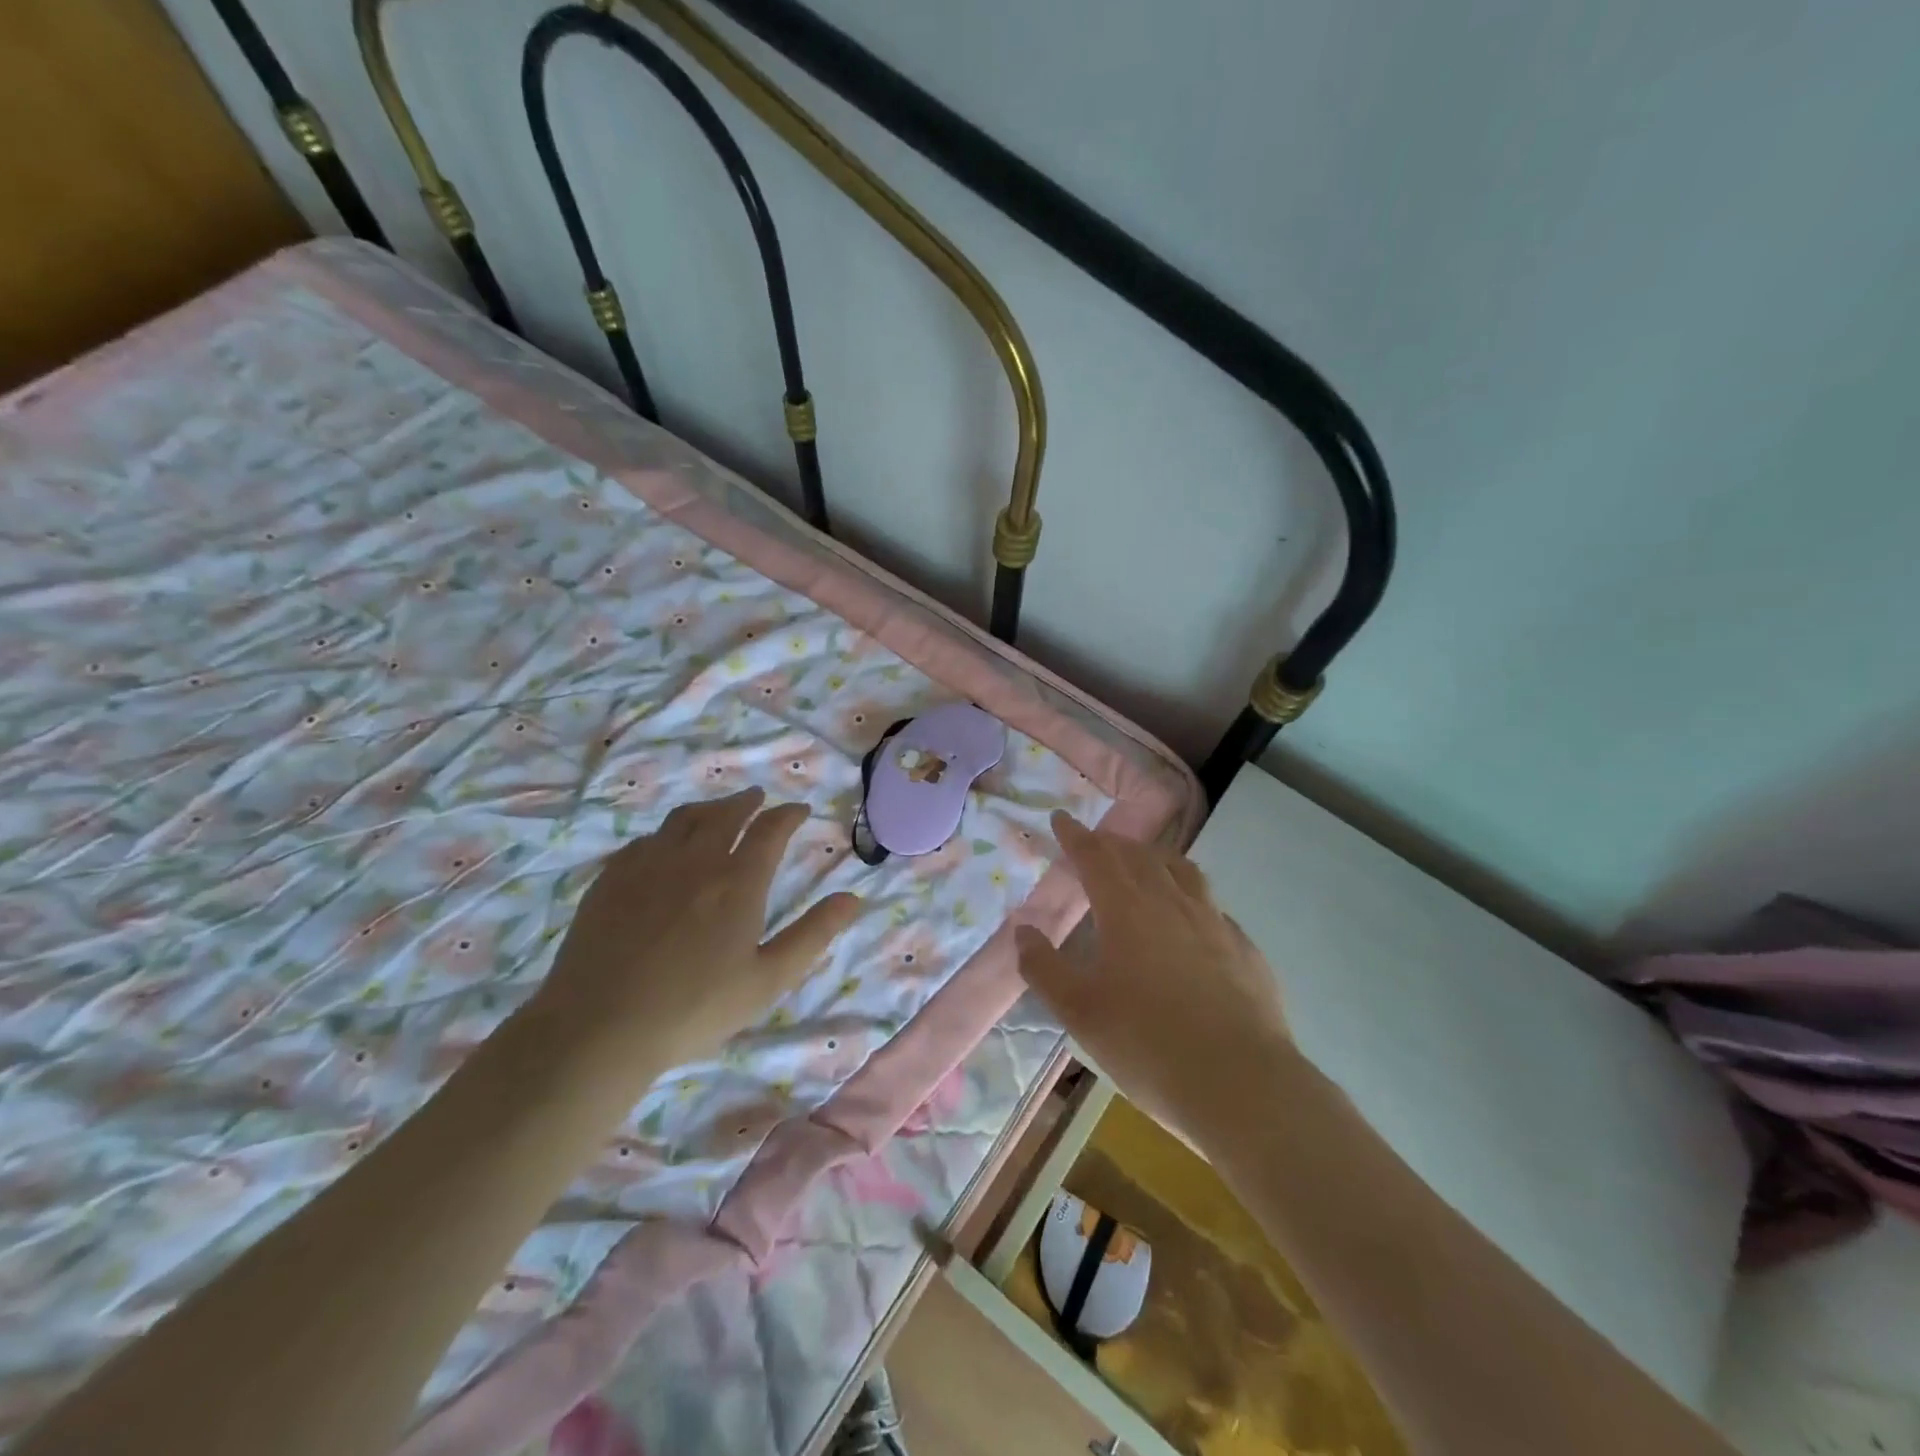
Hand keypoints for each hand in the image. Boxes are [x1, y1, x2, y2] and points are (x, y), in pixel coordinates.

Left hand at [530, 789, 861, 1073]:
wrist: (600, 1025)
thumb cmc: (695, 1008)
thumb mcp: (768, 979)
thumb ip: (813, 934)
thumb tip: (853, 898)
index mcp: (738, 881)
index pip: (770, 830)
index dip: (789, 815)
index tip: (800, 810)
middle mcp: (696, 859)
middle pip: (726, 814)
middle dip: (748, 802)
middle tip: (759, 798)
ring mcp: (649, 864)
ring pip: (684, 818)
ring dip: (708, 808)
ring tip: (718, 810)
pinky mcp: (612, 877)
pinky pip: (646, 839)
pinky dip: (667, 833)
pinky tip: (664, 846)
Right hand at [1016, 810, 1287, 1145]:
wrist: (1241, 1084)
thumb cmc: (1148, 1044)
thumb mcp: (1080, 1012)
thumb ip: (1045, 968)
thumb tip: (1024, 931)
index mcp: (1126, 910)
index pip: (1095, 857)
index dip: (1075, 835)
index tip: (1062, 818)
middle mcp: (1171, 903)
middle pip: (1139, 856)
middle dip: (1113, 844)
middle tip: (1097, 842)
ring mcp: (1215, 923)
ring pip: (1183, 872)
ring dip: (1156, 859)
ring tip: (1145, 863)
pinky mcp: (1245, 949)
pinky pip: (1213, 906)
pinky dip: (1192, 897)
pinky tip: (1193, 919)